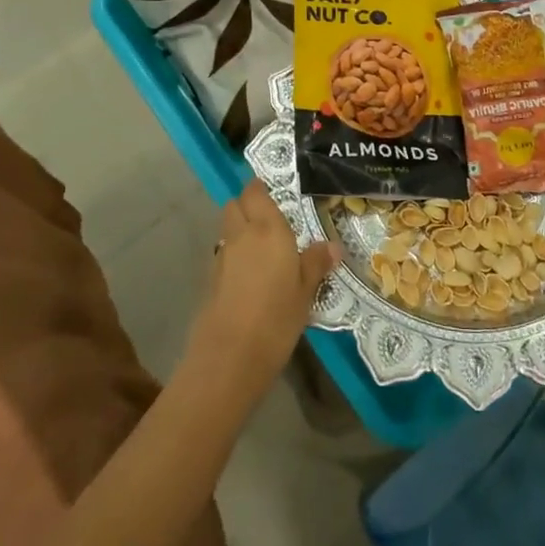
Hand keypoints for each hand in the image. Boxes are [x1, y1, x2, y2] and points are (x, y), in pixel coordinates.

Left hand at [185, 181, 339, 401]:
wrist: (230, 356)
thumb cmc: (277, 317)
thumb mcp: (306, 291)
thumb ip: (316, 263)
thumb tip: (333, 245)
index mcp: (268, 229)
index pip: (255, 192)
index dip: (261, 189)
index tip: (276, 195)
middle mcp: (242, 234)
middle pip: (235, 205)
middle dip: (248, 206)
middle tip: (271, 221)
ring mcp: (222, 256)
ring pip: (228, 229)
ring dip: (240, 230)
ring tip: (263, 250)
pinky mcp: (211, 279)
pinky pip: (223, 253)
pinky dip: (234, 255)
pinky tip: (250, 276)